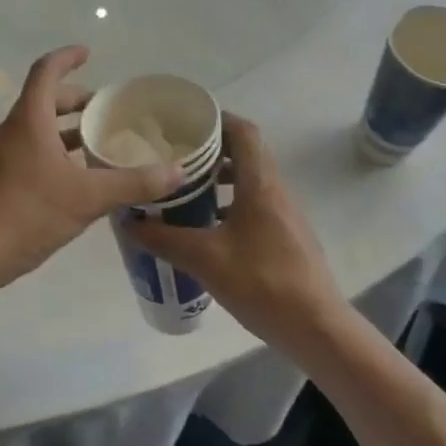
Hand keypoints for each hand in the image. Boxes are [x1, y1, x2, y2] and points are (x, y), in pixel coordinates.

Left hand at [0, 46, 185, 299]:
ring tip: (98, 142)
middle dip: (75, 99)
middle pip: (43, 100)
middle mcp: (12, 131)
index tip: (88, 53)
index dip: (67, 58)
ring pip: (37, 129)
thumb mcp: (87, 198)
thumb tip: (176, 171)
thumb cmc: (26, 214)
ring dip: (66, 129)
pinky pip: (30, 151)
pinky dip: (54, 152)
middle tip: (106, 108)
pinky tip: (77, 179)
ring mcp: (0, 157)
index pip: (46, 72)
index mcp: (29, 121)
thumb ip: (133, 183)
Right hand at [127, 114, 343, 348]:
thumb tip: (130, 222)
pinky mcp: (285, 234)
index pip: (243, 131)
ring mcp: (284, 213)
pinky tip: (206, 226)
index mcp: (260, 184)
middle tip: (175, 155)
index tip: (185, 123)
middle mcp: (275, 189)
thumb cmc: (261, 283)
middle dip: (211, 148)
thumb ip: (164, 239)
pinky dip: (229, 201)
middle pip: (245, 152)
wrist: (315, 327)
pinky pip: (254, 202)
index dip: (217, 119)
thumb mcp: (204, 260)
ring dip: (220, 177)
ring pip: (250, 179)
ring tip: (184, 188)